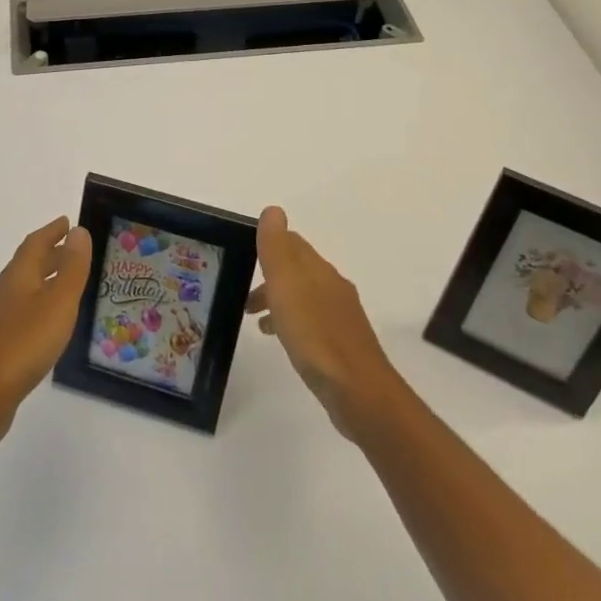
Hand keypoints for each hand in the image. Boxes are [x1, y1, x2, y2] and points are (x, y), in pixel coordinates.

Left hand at [0, 216, 93, 449]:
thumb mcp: (58, 301)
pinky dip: (40, 307)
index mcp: (19, 275)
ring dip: (46, 280)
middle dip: (51, 254)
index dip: (52, 231)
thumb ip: (71, 267)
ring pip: (26, 289)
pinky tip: (50, 324)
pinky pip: (23, 313)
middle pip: (29, 264)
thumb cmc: (24, 342)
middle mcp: (6, 291)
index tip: (68, 222)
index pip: (36, 243)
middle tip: (74, 249)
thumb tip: (78, 231)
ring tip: (68, 285)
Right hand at [247, 207, 402, 441]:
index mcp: (319, 270)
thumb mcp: (287, 285)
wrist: (358, 390)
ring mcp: (340, 316)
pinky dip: (292, 322)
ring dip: (279, 301)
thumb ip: (277, 248)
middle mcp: (333, 287)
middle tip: (243, 294)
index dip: (269, 245)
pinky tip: (283, 341)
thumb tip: (273, 210)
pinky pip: (311, 322)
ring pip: (303, 297)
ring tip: (256, 319)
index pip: (293, 243)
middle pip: (298, 270)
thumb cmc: (314, 334)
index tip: (244, 257)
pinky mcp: (342, 344)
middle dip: (270, 276)